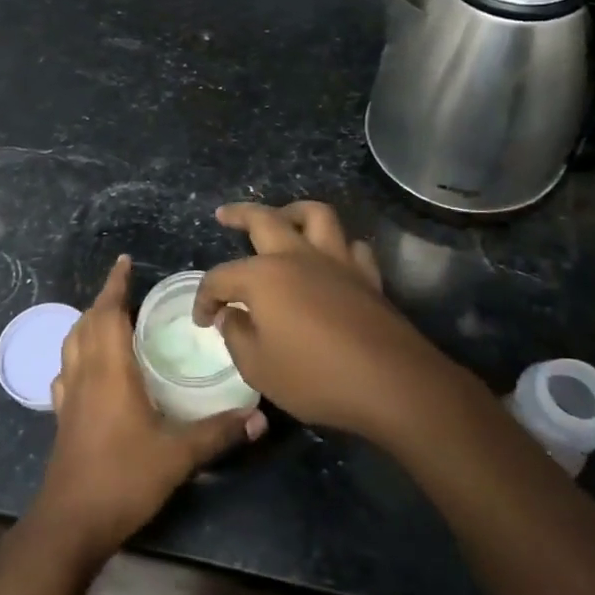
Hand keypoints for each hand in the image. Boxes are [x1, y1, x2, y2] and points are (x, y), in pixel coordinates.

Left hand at [33, 255, 266, 561]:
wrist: (71, 522)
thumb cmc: (123, 478)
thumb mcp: (178, 455)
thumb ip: (218, 432)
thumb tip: (260, 416)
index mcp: (109, 370)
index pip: (108, 313)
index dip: (115, 284)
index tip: (124, 261)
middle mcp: (84, 374)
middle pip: (88, 323)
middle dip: (105, 299)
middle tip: (127, 287)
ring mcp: (68, 396)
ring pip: (72, 343)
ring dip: (88, 323)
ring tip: (109, 317)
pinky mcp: (61, 417)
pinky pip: (66, 371)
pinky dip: (76, 355)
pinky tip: (87, 368)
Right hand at [194, 201, 454, 440]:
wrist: (391, 383)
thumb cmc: (315, 377)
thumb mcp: (258, 367)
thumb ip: (237, 336)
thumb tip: (231, 315)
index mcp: (264, 276)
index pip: (221, 277)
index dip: (205, 297)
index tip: (203, 320)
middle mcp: (298, 257)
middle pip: (263, 219)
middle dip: (238, 214)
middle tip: (224, 214)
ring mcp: (337, 261)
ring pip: (315, 215)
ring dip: (293, 211)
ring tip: (283, 217)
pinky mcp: (367, 276)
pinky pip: (351, 246)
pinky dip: (338, 245)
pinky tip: (332, 256)